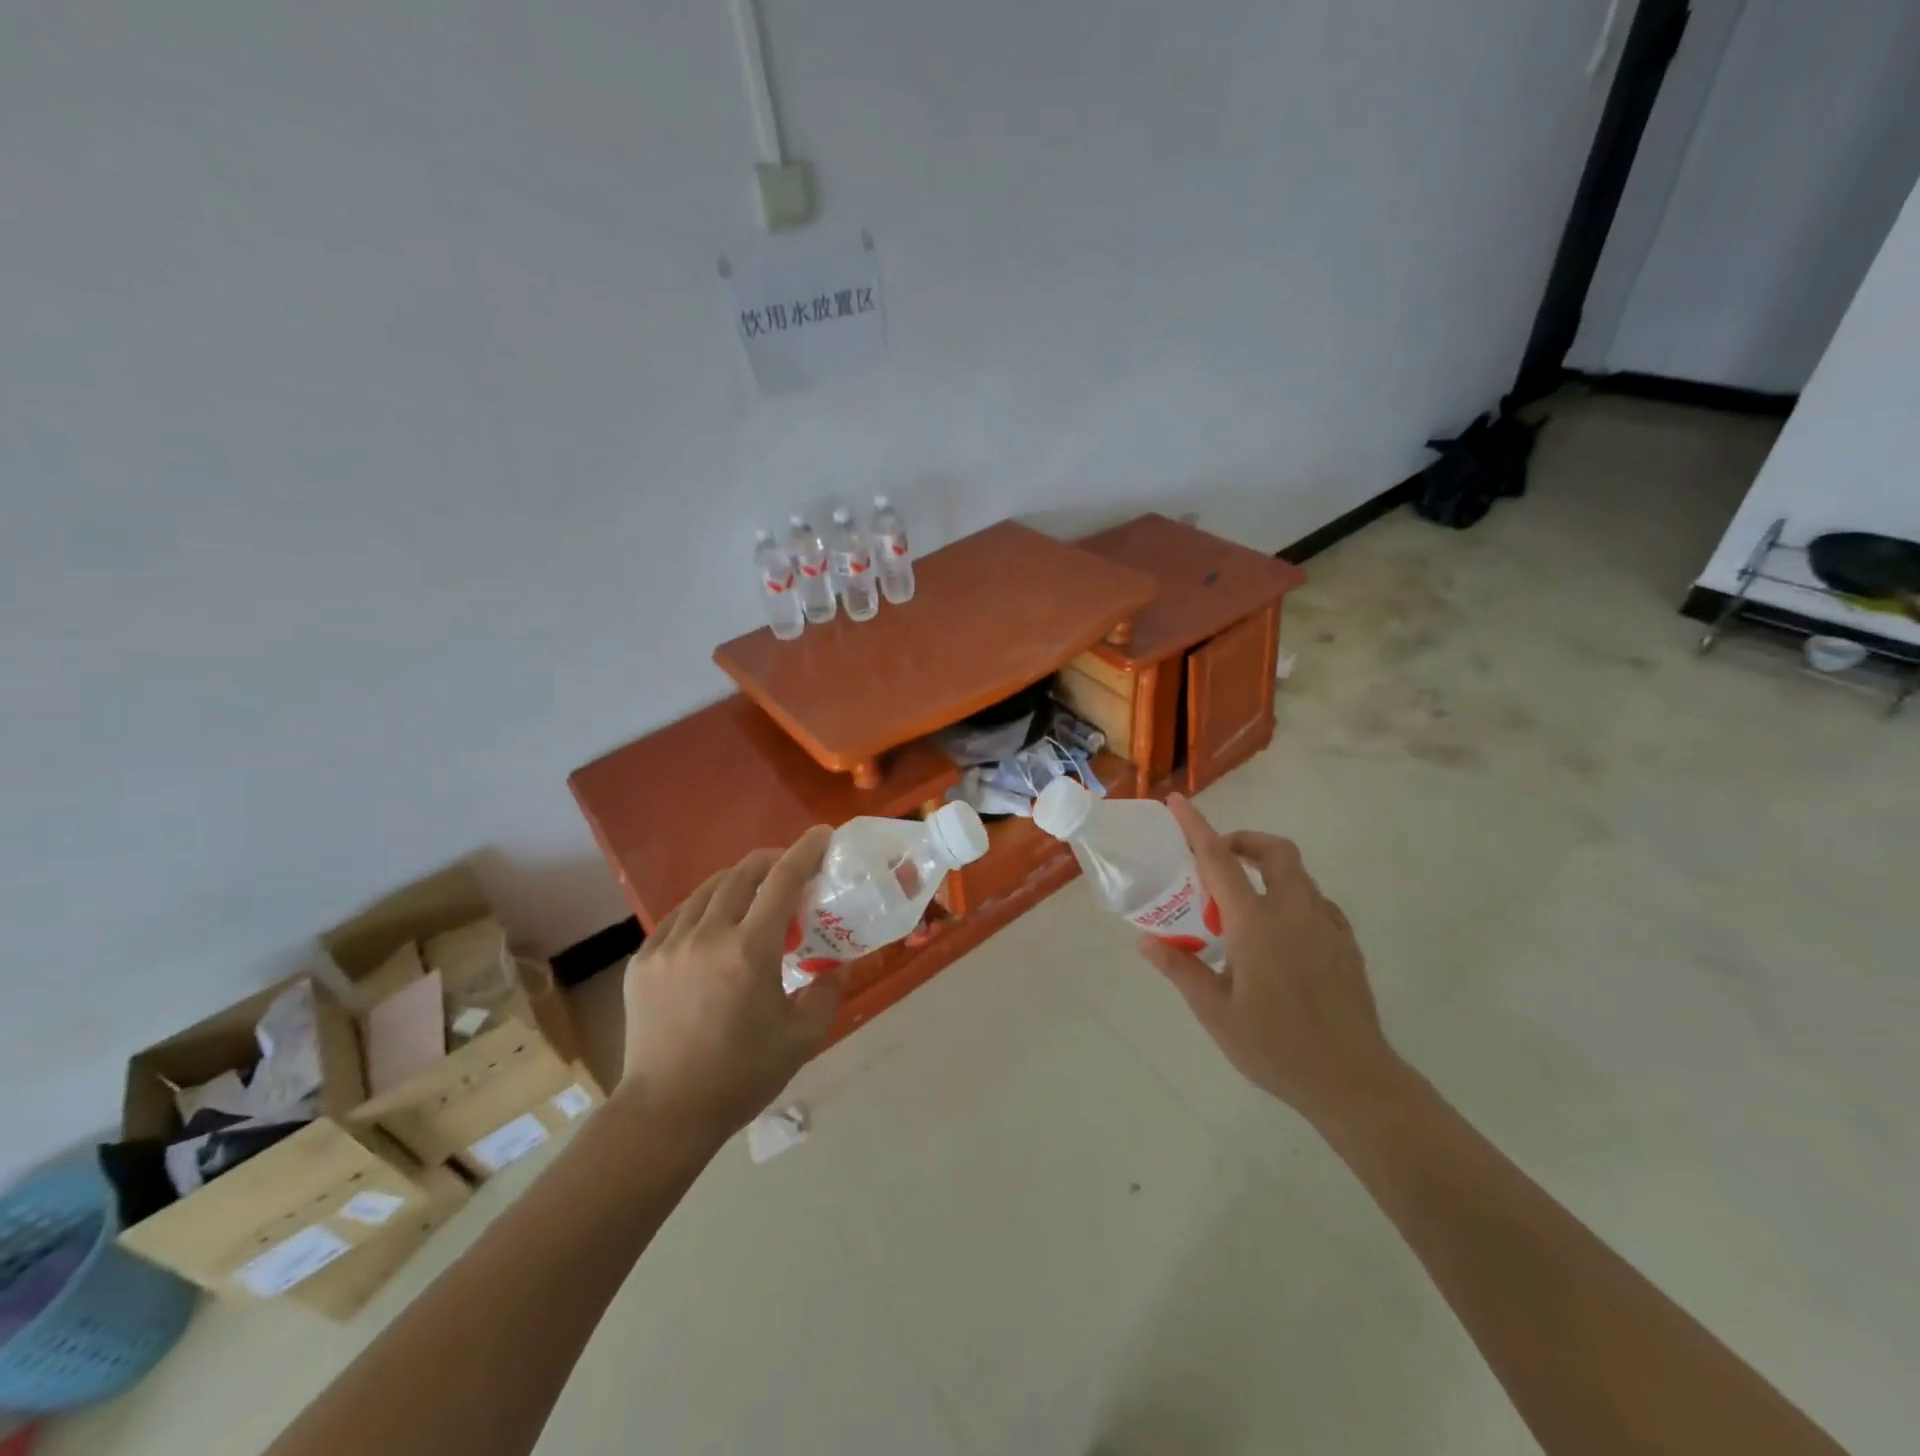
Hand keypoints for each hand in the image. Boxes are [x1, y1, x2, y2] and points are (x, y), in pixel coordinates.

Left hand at [620, 826, 840, 1139]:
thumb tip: (841, 965)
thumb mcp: (802, 1038)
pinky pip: (679, 917)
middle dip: (772, 860)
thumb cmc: (741, 1076)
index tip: (822, 835)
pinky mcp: (643, 961)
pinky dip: (704, 909)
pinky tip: (713, 925)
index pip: (783, 881)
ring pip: (707, 891)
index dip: (806, 851)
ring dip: (737, 881)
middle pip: (742, 874)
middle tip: (791, 867)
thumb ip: (829, 993)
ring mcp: (668, 946)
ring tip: (754, 894)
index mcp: (749, 950)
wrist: (665, 1113)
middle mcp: (707, 935)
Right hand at [1135, 795, 1400, 1125]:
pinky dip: (1294, 899)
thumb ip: (1180, 969)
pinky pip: (1319, 904)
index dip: (1196, 827)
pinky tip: (1282, 934)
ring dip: (1270, 870)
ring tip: (1244, 903)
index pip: (1220, 860)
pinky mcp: (1347, 946)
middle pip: (1276, 852)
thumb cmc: (1276, 1046)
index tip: (1178, 802)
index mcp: (1256, 924)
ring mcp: (1327, 927)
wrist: (1353, 1082)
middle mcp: (1295, 913)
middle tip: (1219, 857)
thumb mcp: (1215, 1013)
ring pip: (1300, 876)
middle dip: (1246, 841)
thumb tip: (1146, 940)